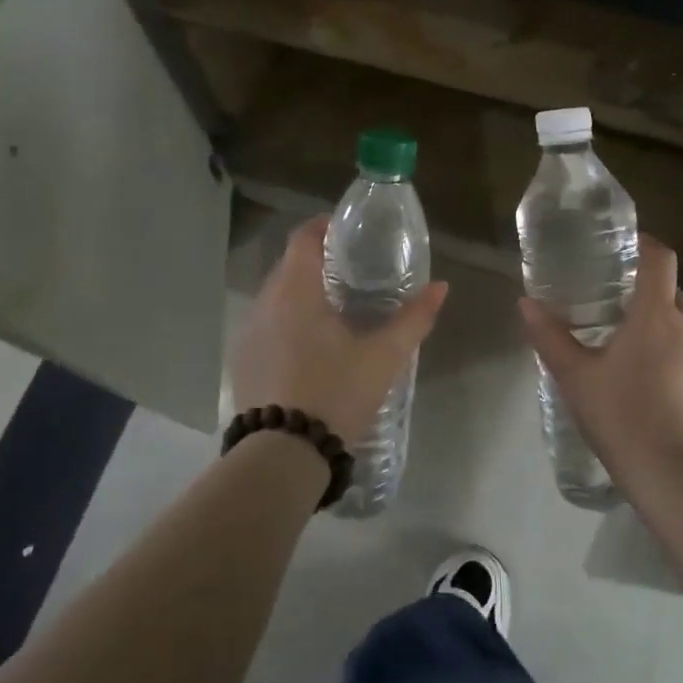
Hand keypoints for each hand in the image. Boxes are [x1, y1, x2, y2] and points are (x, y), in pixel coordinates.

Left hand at [231, 216, 448, 444]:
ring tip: (335, 310)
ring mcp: (248, 333)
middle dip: (318, 261)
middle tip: (352, 272)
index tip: (349, 231)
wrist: (282, 456)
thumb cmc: (335, 393)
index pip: (304, 238)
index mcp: (296, 291)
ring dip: (301, 294)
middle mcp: (265, 303)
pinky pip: (266, 325)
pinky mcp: (242, 361)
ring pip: (276, 297)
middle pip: (289, 265)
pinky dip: (287, 322)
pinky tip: (310, 347)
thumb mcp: (384, 357)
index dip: (325, 227)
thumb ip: (414, 318)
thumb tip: (440, 287)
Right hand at [519, 235, 682, 489]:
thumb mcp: (575, 376)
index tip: (622, 245)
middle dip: (642, 287)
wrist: (673, 477)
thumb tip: (525, 303)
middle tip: (608, 297)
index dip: (644, 244)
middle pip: (668, 290)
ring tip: (621, 341)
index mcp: (655, 315)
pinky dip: (667, 353)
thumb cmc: (621, 415)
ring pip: (678, 325)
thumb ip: (549, 336)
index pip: (660, 259)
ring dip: (654, 324)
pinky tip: (643, 381)